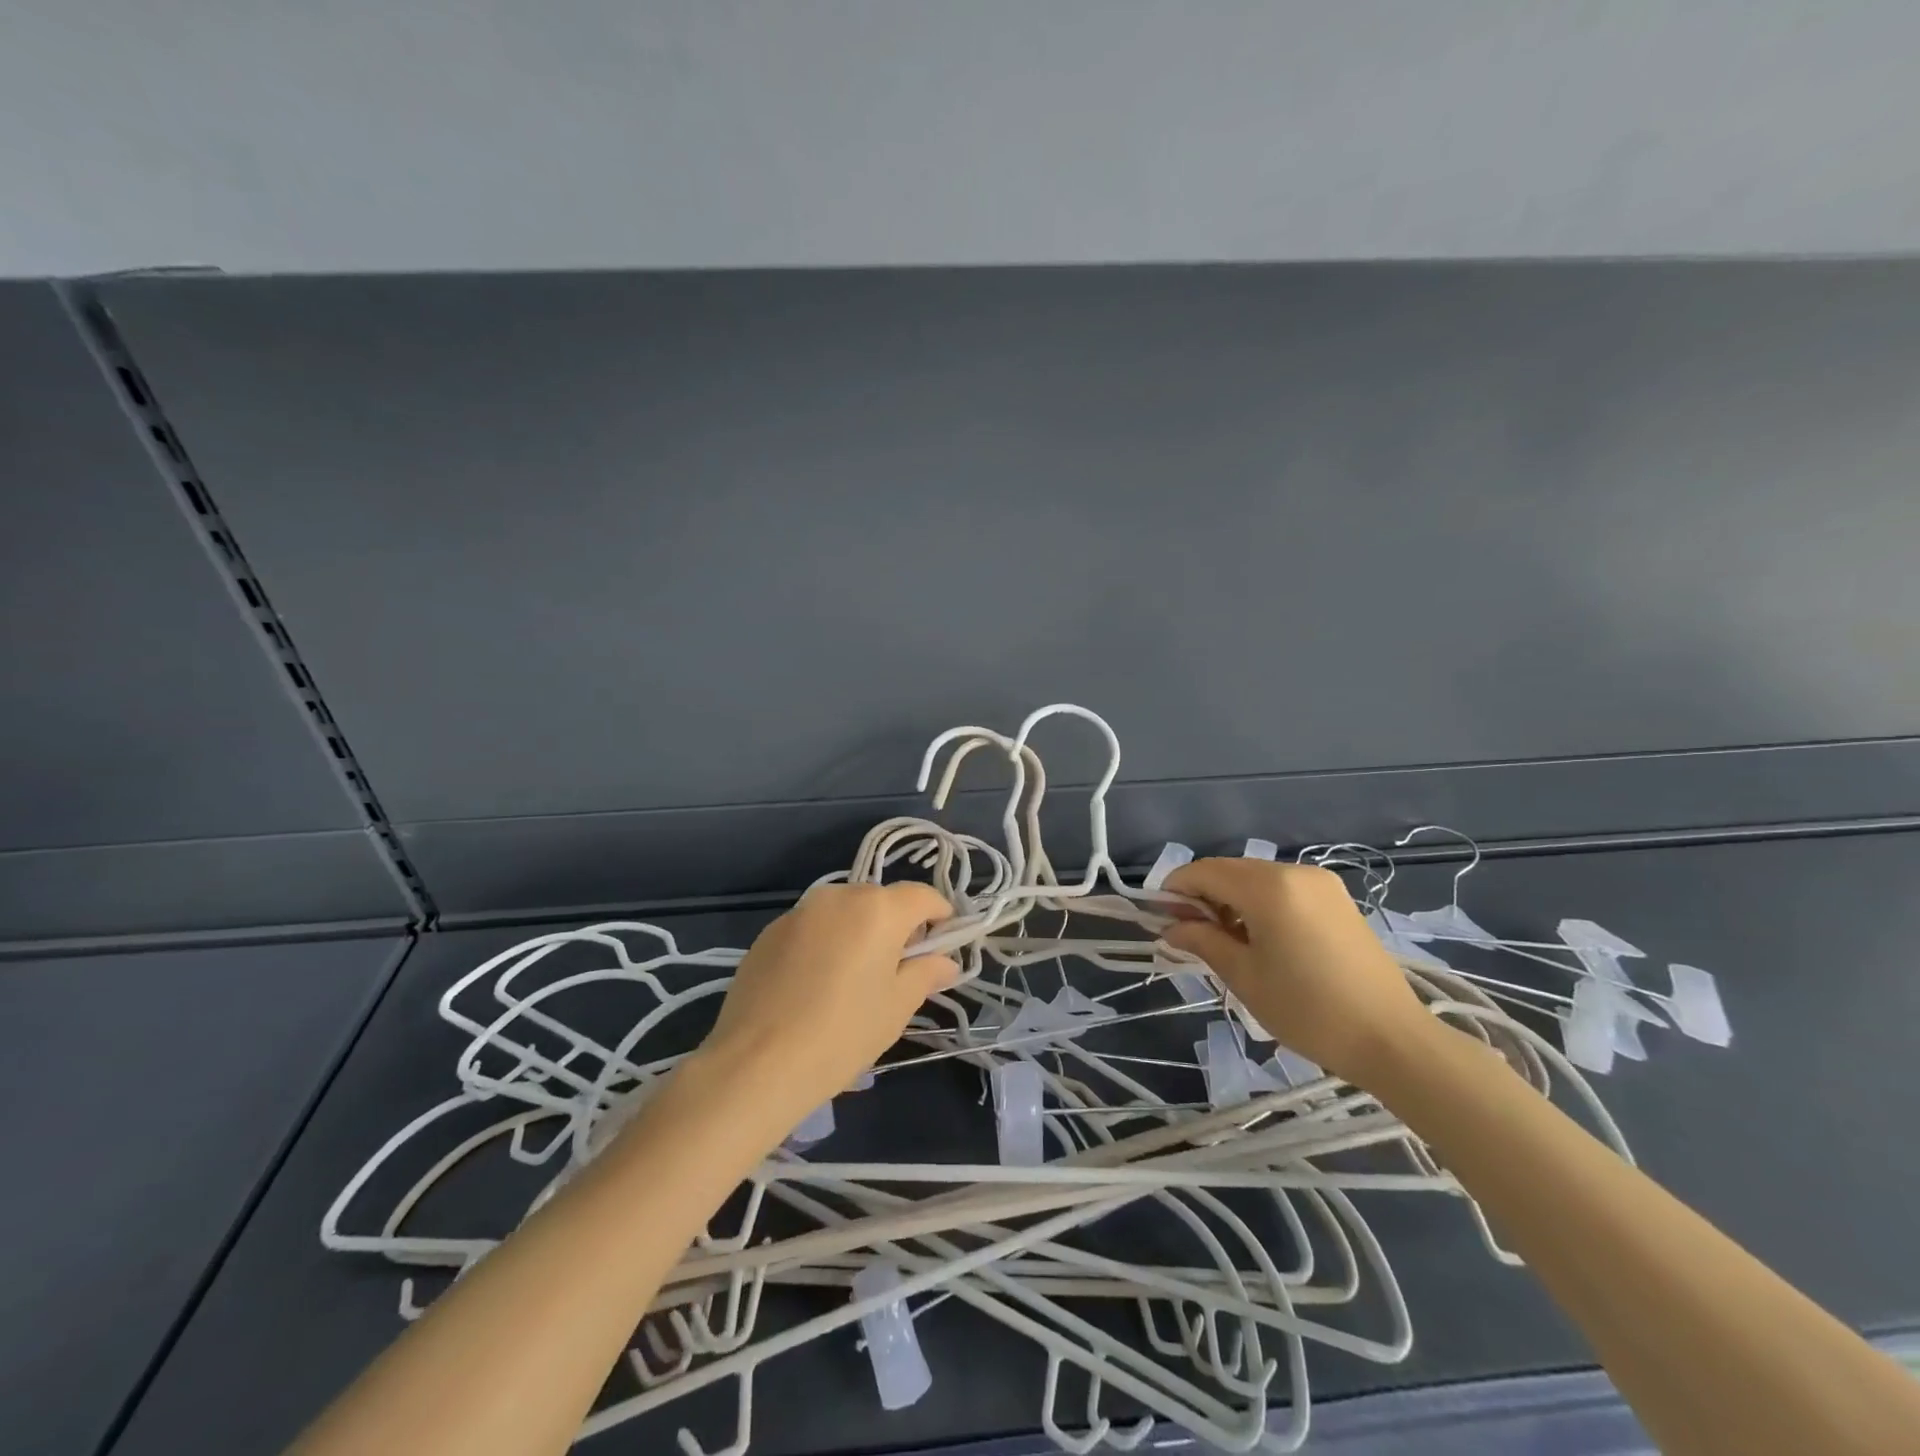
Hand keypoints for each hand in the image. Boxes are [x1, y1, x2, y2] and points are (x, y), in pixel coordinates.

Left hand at [695, 883, 958, 1130]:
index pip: (922, 895)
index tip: (943, 943)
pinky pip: (812, 927)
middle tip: (898, 969)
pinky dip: (825, 943)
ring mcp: (800, 911)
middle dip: (896, 926)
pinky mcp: (769, 931)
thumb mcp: (897, 1007)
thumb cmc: (843, 1034)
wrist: (757, 1063)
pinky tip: (815, 985)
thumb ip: (926, 973)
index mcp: (878, 909)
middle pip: (881, 900)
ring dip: (858, 932)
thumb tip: (946, 961)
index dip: (940, 915)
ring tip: (853, 978)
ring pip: (844, 912)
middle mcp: (839, 896)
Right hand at [1161, 859, 1432, 1083]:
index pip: (1204, 872)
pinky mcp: (1337, 898)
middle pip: (1230, 870)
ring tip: (1227, 941)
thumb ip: (1203, 942)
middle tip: (1190, 934)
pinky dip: (1260, 903)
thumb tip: (1171, 928)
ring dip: (1231, 899)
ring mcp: (1320, 883)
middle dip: (1203, 895)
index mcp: (1268, 887)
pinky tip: (1261, 937)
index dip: (1175, 890)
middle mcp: (1294, 872)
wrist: (1393, 1039)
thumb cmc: (1309, 1010)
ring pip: (1257, 878)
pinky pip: (1283, 888)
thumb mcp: (1245, 977)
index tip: (1160, 918)